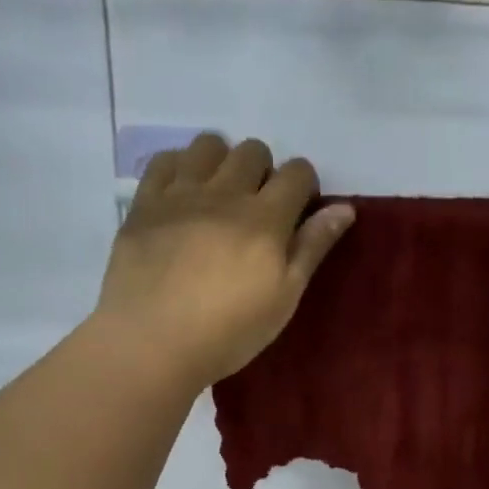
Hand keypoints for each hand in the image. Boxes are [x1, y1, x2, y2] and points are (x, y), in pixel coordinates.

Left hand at [97, 134, 354, 389]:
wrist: (152, 343)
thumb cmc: (229, 333)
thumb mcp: (283, 298)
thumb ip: (312, 248)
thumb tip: (344, 208)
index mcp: (266, 219)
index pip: (297, 173)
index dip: (304, 186)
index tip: (298, 212)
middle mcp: (225, 193)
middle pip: (253, 151)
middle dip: (264, 171)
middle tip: (257, 209)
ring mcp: (180, 194)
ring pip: (209, 145)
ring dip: (222, 162)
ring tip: (218, 196)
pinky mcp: (144, 204)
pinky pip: (164, 160)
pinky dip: (180, 167)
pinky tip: (182, 195)